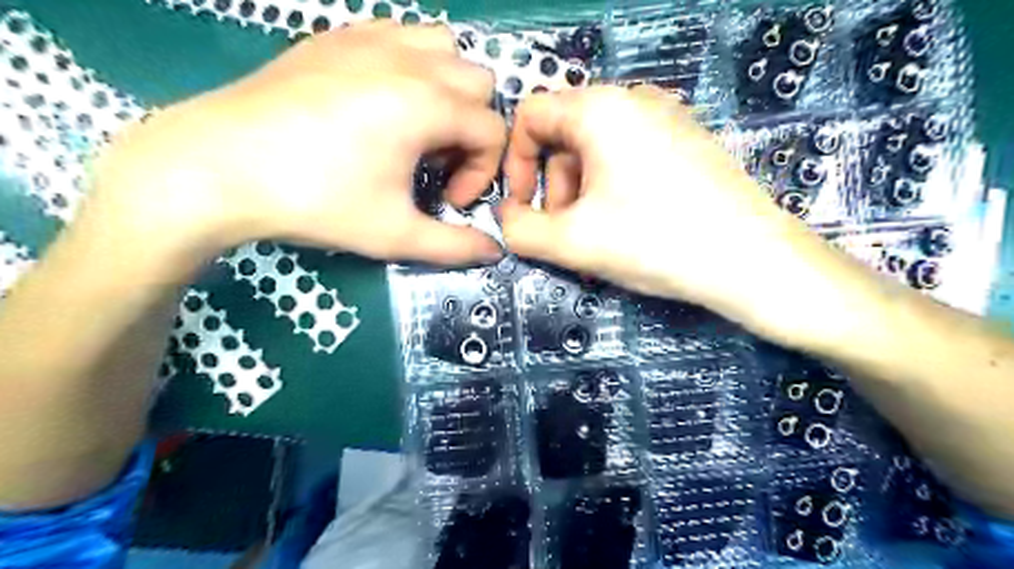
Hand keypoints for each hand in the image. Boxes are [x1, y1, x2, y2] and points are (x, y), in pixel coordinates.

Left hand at [90, 20, 503, 264]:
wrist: (217, 167)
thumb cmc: (315, 201)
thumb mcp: (394, 234)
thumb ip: (455, 246)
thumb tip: (495, 251)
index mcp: (427, 104)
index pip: (492, 130)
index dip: (483, 172)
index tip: (450, 200)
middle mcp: (408, 60)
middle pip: (479, 83)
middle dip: (471, 128)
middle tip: (436, 164)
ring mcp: (370, 39)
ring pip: (444, 47)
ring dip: (448, 89)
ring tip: (417, 127)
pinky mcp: (336, 36)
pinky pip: (400, 34)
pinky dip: (412, 64)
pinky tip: (383, 101)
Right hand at [502, 86, 834, 329]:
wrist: (752, 260)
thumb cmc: (655, 241)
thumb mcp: (572, 241)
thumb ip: (519, 229)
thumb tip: (506, 217)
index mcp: (600, 108)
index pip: (530, 117)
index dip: (514, 165)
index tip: (523, 208)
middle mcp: (634, 99)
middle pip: (564, 135)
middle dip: (554, 186)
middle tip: (565, 230)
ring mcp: (667, 117)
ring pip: (597, 149)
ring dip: (582, 191)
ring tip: (598, 234)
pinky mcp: (687, 141)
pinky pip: (629, 156)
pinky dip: (612, 187)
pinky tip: (629, 224)